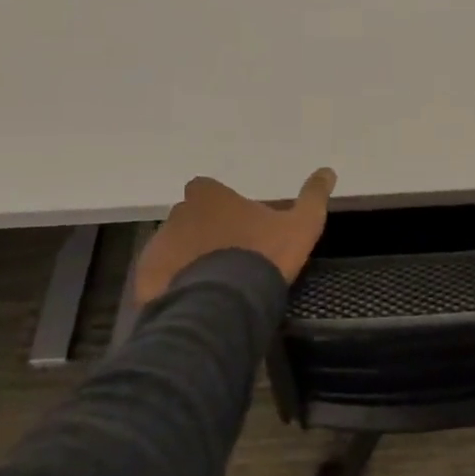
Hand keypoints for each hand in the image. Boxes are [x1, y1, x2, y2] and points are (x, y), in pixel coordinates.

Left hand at [134, 168, 336, 306]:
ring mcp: (158, 246)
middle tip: (227, 254)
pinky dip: (173, 284)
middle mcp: (177, 214)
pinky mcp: (146, 278)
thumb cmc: (262, 255)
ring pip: (173, 246)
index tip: (236, 222)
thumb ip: (313, 196)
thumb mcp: (301, 225)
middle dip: (203, 231)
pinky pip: (160, 276)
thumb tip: (328, 170)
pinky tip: (195, 299)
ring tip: (212, 282)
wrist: (223, 304)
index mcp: (209, 196)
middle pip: (189, 217)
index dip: (220, 205)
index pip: (207, 190)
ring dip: (187, 257)